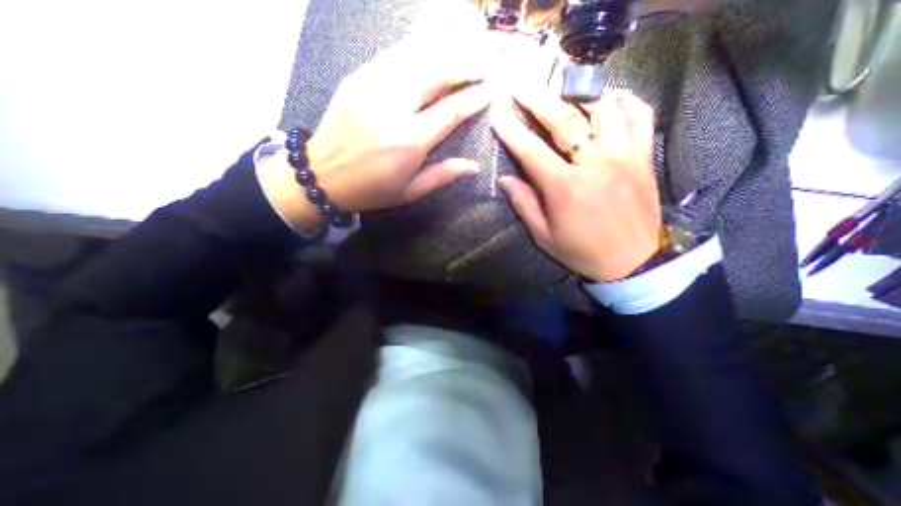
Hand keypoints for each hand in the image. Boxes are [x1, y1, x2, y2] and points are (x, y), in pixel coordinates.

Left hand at [257, 27, 495, 229]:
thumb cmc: (370, 190)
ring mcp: (371, 88)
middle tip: (483, 63)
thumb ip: (442, 175)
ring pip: (415, 56)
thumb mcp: (409, 191)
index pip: (449, 112)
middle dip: (464, 64)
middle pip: (435, 72)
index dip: (473, 98)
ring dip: (444, 50)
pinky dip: (417, 49)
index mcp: (407, 142)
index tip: (489, 91)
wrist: (320, 175)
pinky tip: (431, 49)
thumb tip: (474, 166)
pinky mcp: (356, 78)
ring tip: (464, 49)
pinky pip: (393, 55)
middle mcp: (391, 108)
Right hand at [493, 90, 659, 281]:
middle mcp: (595, 163)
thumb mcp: (545, 236)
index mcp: (566, 188)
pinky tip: (610, 99)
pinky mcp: (644, 156)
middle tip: (522, 88)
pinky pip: (640, 115)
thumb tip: (505, 180)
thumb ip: (525, 205)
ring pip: (604, 108)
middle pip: (565, 120)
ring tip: (564, 89)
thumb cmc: (583, 251)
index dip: (512, 133)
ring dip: (580, 94)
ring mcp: (624, 155)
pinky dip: (625, 100)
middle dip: (539, 100)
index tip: (499, 117)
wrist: (633, 261)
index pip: (532, 152)